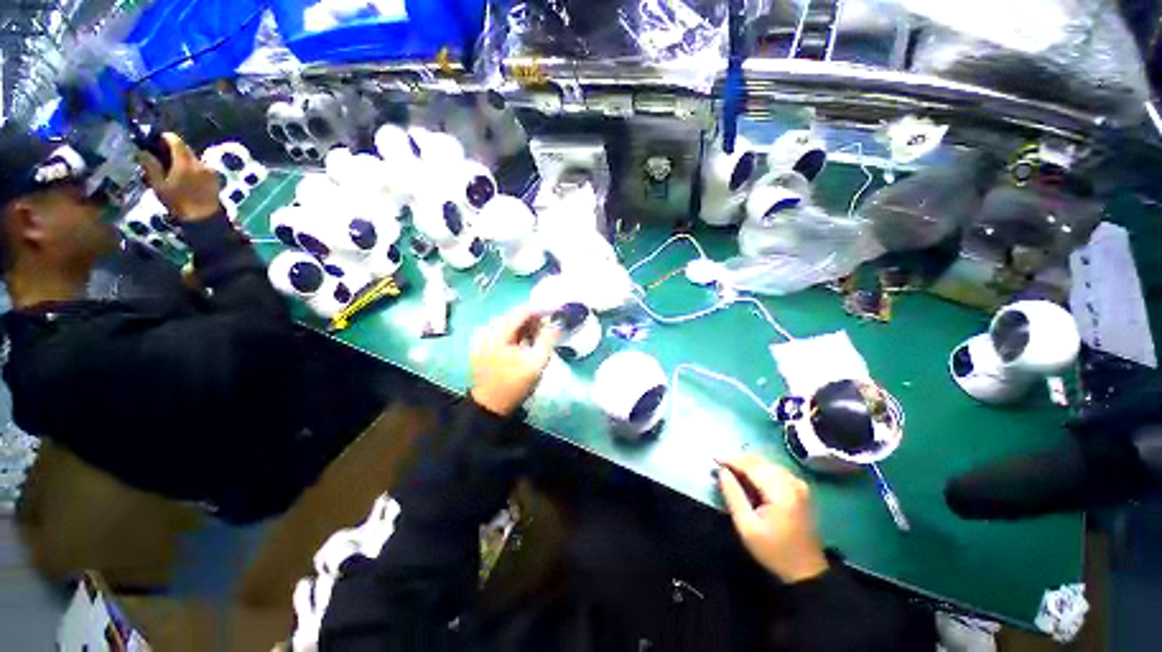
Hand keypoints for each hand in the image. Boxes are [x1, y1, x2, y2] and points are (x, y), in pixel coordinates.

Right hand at [139, 132, 221, 221]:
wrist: (204, 218)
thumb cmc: (179, 203)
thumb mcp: (159, 186)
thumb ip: (151, 166)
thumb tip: (143, 152)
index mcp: (185, 162)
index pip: (175, 140)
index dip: (164, 138)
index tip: (155, 142)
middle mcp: (200, 162)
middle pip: (185, 148)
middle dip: (172, 149)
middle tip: (161, 156)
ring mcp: (210, 169)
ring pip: (192, 157)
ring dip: (182, 159)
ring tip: (172, 169)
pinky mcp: (215, 177)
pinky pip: (200, 166)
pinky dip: (191, 167)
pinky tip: (184, 177)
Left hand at [469, 308, 561, 415]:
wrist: (491, 407)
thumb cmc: (515, 385)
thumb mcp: (537, 362)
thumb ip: (548, 339)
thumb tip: (558, 324)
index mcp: (497, 333)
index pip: (521, 312)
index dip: (540, 310)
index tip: (556, 311)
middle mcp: (486, 331)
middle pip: (514, 316)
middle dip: (534, 318)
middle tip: (551, 324)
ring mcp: (482, 338)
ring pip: (508, 324)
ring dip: (526, 326)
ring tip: (541, 333)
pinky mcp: (482, 346)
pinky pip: (502, 332)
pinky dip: (517, 334)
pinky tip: (527, 341)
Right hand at [719, 454, 828, 583]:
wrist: (806, 571)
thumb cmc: (774, 551)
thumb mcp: (746, 527)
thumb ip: (733, 495)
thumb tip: (722, 471)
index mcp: (780, 491)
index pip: (751, 466)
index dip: (731, 460)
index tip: (714, 459)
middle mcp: (792, 482)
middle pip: (760, 461)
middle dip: (739, 460)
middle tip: (721, 465)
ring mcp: (798, 484)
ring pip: (767, 464)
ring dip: (749, 464)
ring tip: (732, 471)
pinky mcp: (800, 489)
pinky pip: (775, 470)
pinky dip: (760, 469)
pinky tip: (750, 477)